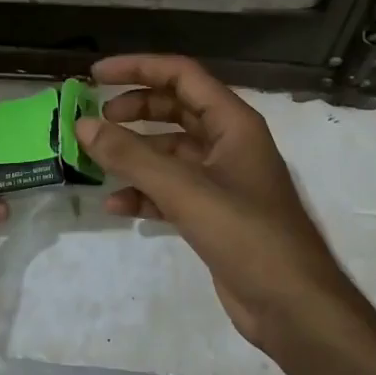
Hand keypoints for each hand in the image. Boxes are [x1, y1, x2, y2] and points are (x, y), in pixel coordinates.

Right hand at [77, 54, 367, 364]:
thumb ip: (132, 156)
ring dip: (135, 153)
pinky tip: (116, 204)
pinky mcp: (213, 214)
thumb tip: (83, 125)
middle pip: (175, 109)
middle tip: (96, 119)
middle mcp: (228, 144)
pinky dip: (144, 192)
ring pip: (170, 152)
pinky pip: (171, 190)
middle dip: (135, 109)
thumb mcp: (185, 190)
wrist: (292, 306)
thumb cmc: (247, 235)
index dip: (138, 68)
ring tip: (96, 160)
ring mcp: (221, 180)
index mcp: (233, 123)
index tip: (96, 75)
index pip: (182, 75)